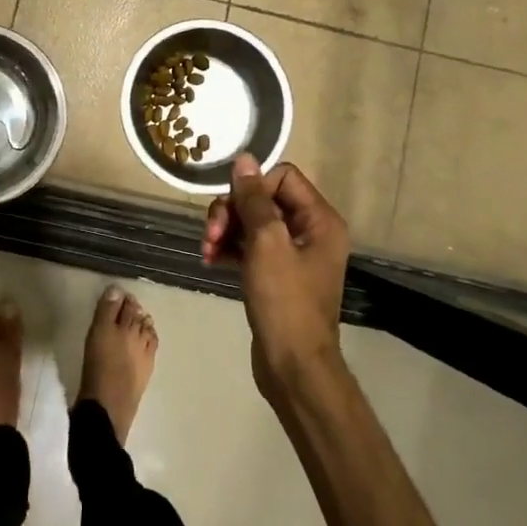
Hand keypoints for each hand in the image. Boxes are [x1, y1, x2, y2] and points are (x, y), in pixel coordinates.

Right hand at [202, 154, 349, 399]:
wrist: (292, 366)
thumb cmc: (285, 302)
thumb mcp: (267, 244)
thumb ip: (254, 199)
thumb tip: (244, 159)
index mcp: (319, 219)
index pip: (282, 177)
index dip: (252, 186)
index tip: (231, 207)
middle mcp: (310, 231)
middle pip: (264, 199)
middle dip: (232, 211)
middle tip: (210, 233)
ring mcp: (293, 255)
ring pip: (253, 223)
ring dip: (225, 230)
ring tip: (206, 250)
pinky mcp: (276, 275)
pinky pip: (250, 247)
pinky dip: (229, 248)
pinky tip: (210, 260)